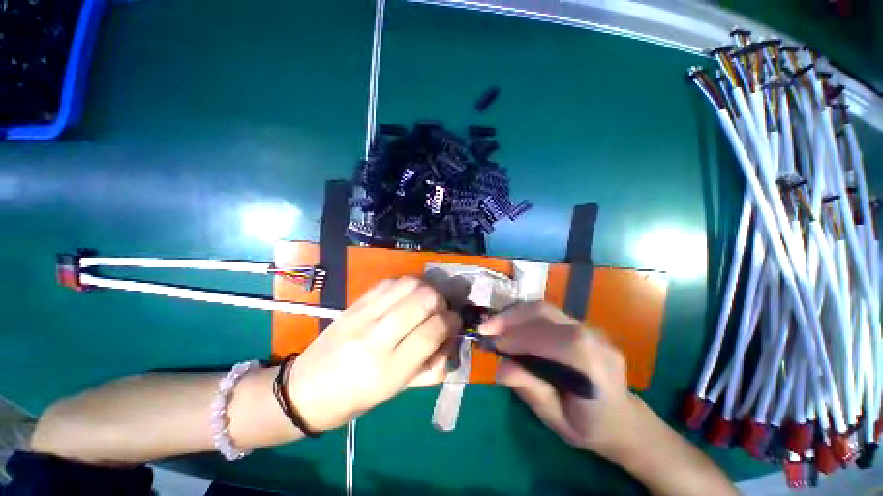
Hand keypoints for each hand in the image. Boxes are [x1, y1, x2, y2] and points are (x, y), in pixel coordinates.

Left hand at [287, 277, 460, 432]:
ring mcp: (363, 315)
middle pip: (424, 299)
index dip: (452, 321)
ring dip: (426, 288)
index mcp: (388, 370)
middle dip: (441, 300)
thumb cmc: (355, 399)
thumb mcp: (397, 392)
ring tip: (425, 300)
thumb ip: (431, 365)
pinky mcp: (355, 303)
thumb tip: (450, 336)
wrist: (304, 389)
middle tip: (440, 310)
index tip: (455, 321)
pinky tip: (406, 295)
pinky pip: (390, 281)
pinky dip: (407, 284)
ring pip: (409, 283)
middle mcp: (376, 337)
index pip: (433, 330)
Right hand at [479, 303, 643, 459]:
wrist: (623, 420)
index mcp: (595, 366)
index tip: (493, 344)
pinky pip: (547, 313)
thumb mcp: (558, 421)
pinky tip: (509, 324)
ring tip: (493, 324)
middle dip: (511, 318)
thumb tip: (500, 368)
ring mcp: (590, 327)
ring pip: (544, 308)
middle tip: (485, 328)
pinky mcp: (580, 324)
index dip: (521, 338)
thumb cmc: (591, 427)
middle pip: (547, 314)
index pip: (554, 339)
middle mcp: (595, 338)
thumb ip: (530, 391)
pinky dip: (523, 315)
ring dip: (514, 313)